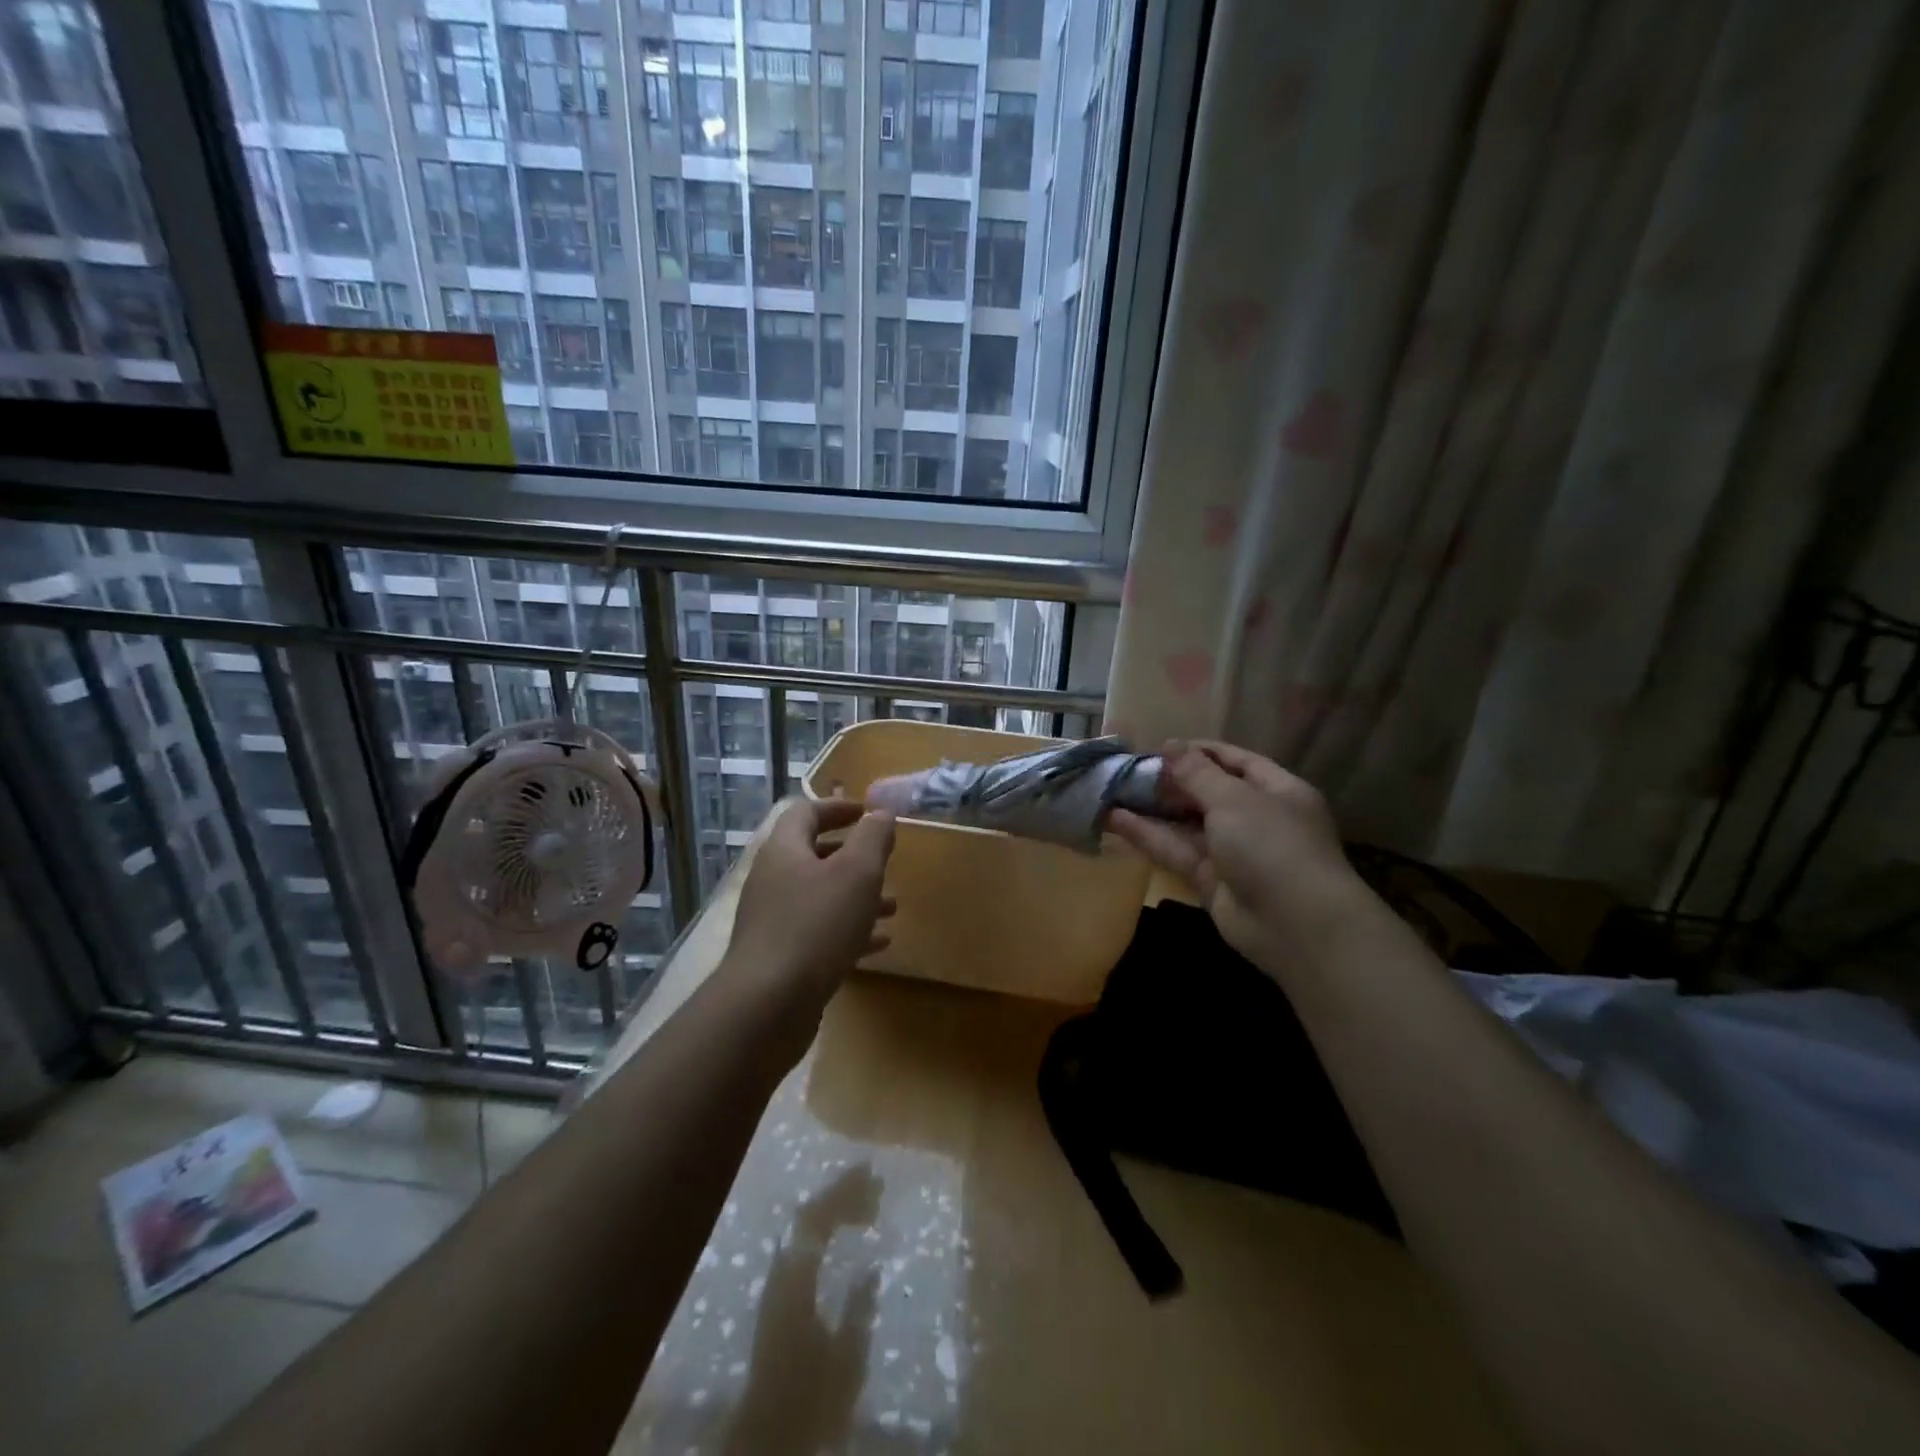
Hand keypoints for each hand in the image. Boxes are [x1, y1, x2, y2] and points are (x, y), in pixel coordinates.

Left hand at [724, 798, 896, 1024]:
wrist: (767, 1004)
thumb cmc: (816, 925)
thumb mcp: (857, 873)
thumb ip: (872, 837)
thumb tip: (880, 813)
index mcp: (784, 850)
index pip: (807, 812)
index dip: (838, 807)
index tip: (868, 812)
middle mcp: (773, 879)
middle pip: (813, 855)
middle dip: (853, 857)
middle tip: (884, 861)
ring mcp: (772, 920)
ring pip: (820, 897)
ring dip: (856, 897)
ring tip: (892, 907)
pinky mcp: (779, 956)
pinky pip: (818, 932)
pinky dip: (848, 931)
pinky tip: (879, 944)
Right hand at [1110, 742, 1361, 969]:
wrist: (1295, 926)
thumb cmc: (1272, 845)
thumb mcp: (1234, 799)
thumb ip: (1197, 773)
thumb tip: (1170, 744)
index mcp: (1277, 790)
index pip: (1235, 761)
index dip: (1198, 751)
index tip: (1158, 746)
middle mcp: (1256, 818)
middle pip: (1207, 792)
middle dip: (1169, 781)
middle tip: (1127, 769)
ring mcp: (1232, 851)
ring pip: (1186, 823)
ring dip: (1152, 808)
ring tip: (1111, 790)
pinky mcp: (1209, 880)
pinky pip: (1177, 850)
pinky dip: (1148, 835)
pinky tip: (1115, 819)